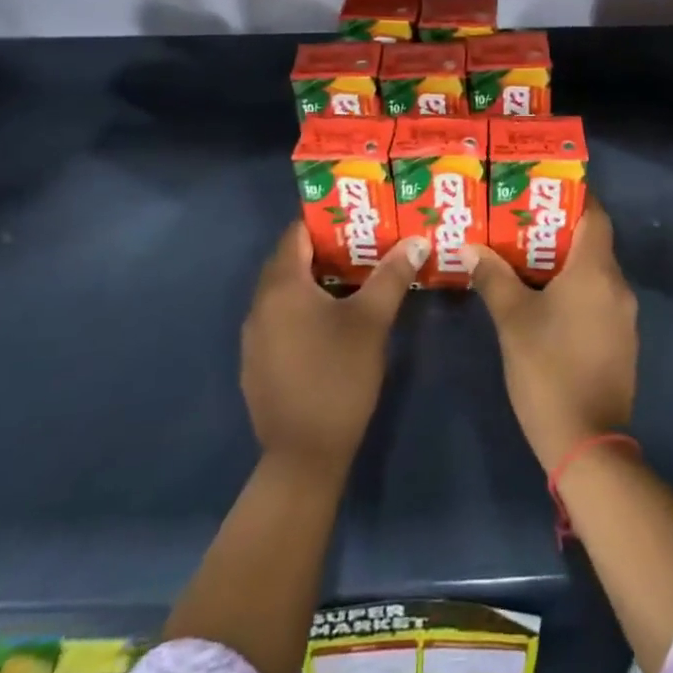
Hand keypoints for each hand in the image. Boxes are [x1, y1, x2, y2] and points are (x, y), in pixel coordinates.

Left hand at [241, 223, 424, 474]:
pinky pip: (279, 318)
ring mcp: (254, 336)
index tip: (358, 216)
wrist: (304, 455)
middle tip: (363, 243)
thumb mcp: (372, 321)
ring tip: (354, 277)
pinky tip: (331, 322)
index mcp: (282, 286)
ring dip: (314, 280)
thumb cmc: (339, 377)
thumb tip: (417, 240)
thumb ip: (392, 276)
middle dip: (324, 249)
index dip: (326, 221)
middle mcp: (260, 304)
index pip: (297, 234)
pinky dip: (302, 308)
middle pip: (289, 261)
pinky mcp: (257, 362)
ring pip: (284, 292)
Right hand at [465, 200, 635, 470]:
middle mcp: (618, 286)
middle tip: (521, 218)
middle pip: (593, 242)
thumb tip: (472, 247)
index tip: (545, 185)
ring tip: (525, 254)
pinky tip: (544, 297)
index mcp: (596, 272)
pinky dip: (575, 288)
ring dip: (565, 261)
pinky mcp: (621, 341)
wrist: (586, 443)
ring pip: (595, 272)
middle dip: (559, 228)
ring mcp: (624, 316)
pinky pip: (598, 297)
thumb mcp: (512, 320)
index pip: (595, 215)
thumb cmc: (547, 370)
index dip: (574, 195)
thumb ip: (493, 277)